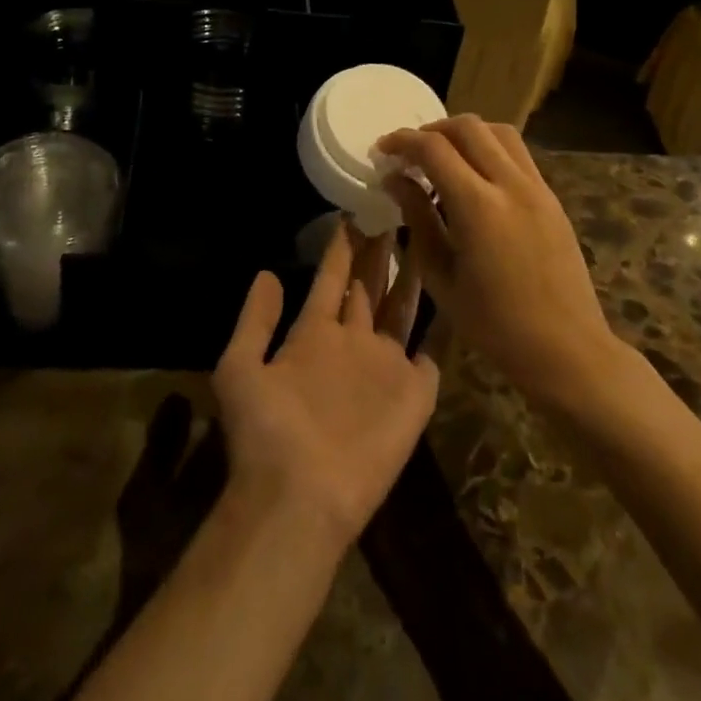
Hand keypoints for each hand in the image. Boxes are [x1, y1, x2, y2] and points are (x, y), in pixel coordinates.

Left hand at [213, 222, 438, 550]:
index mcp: (314, 334)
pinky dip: (446, 323)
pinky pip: (435, 349)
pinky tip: (460, 292)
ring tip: (429, 233)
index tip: (354, 206)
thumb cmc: (268, 430)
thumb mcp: (240, 367)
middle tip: (398, 206)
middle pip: (372, 284)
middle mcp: (354, 342)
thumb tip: (269, 272)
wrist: (300, 495)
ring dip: (415, 273)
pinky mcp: (415, 391)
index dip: (343, 245)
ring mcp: (386, 365)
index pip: (333, 278)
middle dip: (382, 247)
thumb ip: (255, 320)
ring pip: (404, 307)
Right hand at [378, 116, 621, 406]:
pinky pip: (517, 153)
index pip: (434, 149)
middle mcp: (511, 184)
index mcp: (479, 207)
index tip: (383, 149)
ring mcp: (537, 187)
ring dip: (465, 134)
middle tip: (410, 152)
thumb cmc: (495, 325)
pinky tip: (475, 177)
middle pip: (468, 127)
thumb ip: (418, 220)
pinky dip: (490, 148)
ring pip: (498, 132)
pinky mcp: (552, 197)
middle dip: (432, 129)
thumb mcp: (442, 278)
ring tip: (443, 156)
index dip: (403, 141)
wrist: (567, 348)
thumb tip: (395, 181)